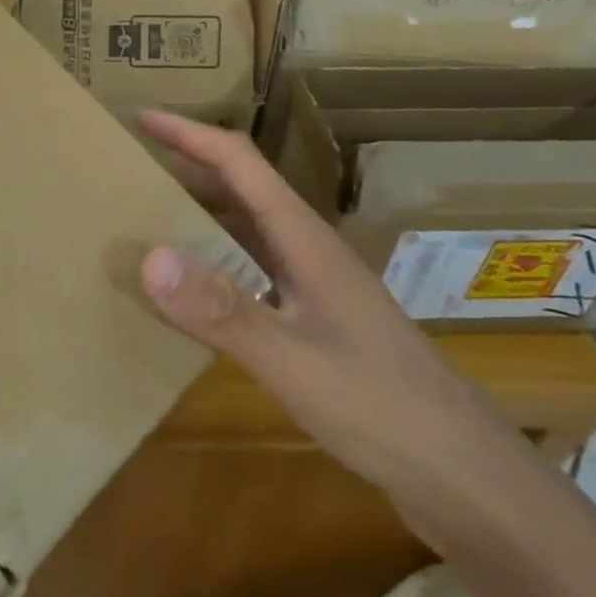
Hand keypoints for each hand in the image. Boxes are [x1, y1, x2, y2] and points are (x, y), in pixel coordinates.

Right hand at [137, 111, 533, 530]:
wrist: (467, 478)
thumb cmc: (384, 409)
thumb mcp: (295, 362)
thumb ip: (223, 310)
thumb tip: (149, 256)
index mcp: (304, 237)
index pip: (239, 161)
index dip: (188, 133)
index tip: (139, 118)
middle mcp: (307, 248)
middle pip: (240, 187)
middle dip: (185, 165)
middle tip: (128, 165)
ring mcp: (314, 285)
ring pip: (245, 228)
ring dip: (197, 211)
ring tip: (145, 215)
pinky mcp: (315, 320)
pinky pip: (250, 269)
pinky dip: (213, 262)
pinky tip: (189, 289)